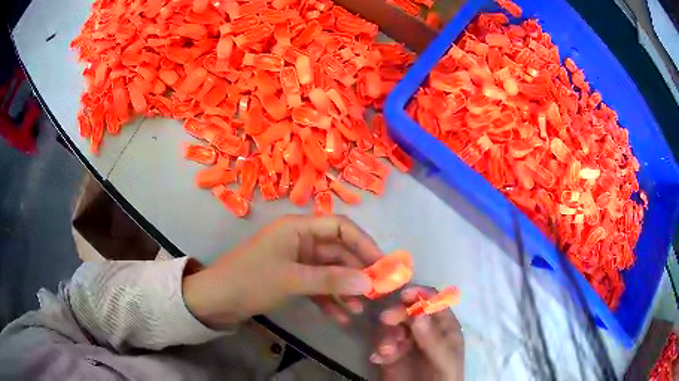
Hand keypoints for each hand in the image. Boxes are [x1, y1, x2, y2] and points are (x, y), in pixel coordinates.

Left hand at [182, 215, 382, 327]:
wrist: (216, 300)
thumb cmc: (251, 280)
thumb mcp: (292, 279)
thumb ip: (331, 280)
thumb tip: (369, 282)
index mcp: (298, 228)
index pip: (340, 227)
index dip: (364, 243)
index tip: (382, 264)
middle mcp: (300, 240)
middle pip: (337, 251)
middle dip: (357, 271)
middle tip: (376, 292)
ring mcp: (296, 261)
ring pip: (329, 271)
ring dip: (345, 289)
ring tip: (360, 309)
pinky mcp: (291, 279)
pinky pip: (317, 286)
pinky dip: (329, 300)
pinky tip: (341, 317)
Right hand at [372, 287, 463, 380]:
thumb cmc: (444, 378)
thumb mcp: (443, 360)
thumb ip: (432, 339)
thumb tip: (418, 314)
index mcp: (443, 327)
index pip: (433, 302)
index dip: (420, 294)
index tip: (403, 295)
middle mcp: (424, 330)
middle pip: (409, 311)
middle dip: (397, 313)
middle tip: (386, 319)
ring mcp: (407, 343)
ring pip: (393, 327)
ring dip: (386, 335)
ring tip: (386, 350)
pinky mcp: (391, 356)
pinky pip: (381, 344)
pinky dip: (377, 349)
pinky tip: (377, 359)